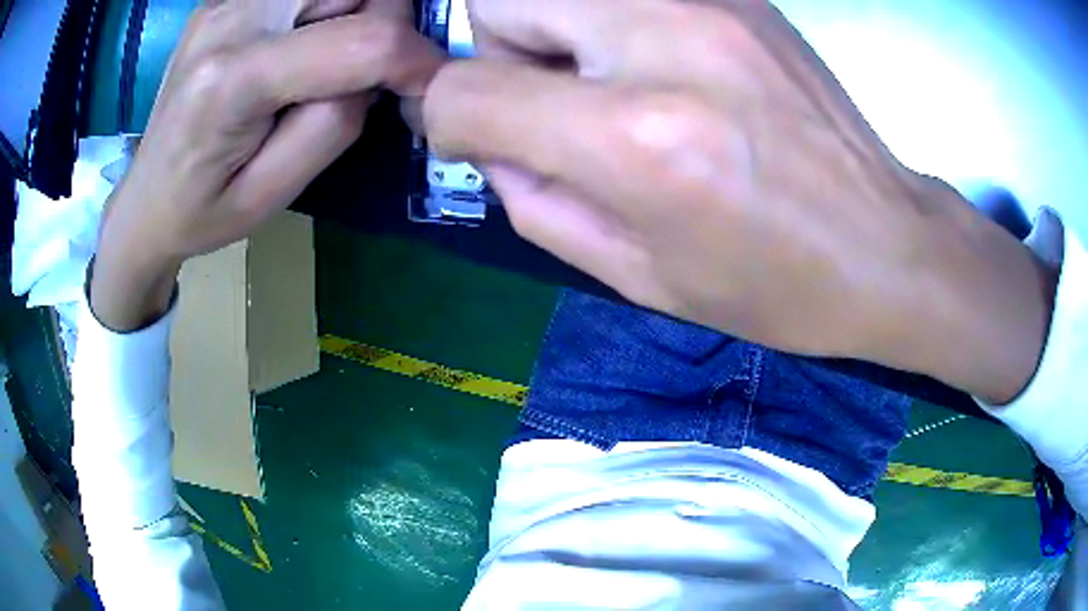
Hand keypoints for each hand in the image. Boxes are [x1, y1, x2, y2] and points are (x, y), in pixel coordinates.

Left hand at [92, 0, 443, 330]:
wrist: (144, 198)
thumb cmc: (203, 211)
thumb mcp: (273, 193)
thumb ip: (334, 123)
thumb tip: (378, 69)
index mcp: (232, 82)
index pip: (362, 41)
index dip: (416, 59)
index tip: (428, 87)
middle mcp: (231, 18)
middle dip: (381, 21)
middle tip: (363, 71)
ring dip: (352, 12)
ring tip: (326, 58)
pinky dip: (325, 8)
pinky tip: (304, 40)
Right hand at [424, 0, 1053, 402]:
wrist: (883, 243)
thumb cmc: (771, 284)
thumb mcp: (637, 275)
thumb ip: (534, 201)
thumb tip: (488, 141)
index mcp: (635, 137)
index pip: (464, 90)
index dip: (448, 119)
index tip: (478, 142)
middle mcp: (663, 37)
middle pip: (500, 1)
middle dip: (500, 53)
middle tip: (553, 104)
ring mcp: (706, 0)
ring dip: (556, 32)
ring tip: (612, 86)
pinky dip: (612, 21)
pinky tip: (667, 69)